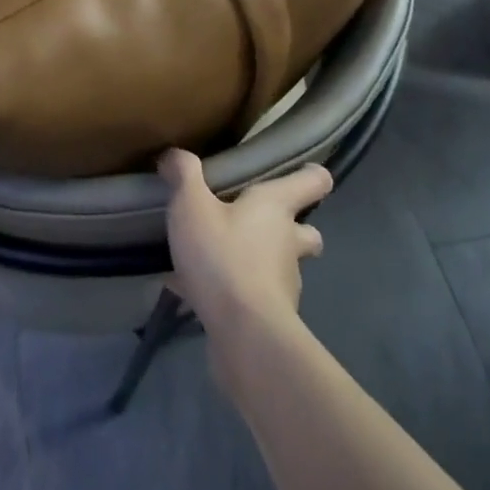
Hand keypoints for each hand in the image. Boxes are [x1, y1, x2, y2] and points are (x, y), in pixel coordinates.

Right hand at [161, 148, 331, 342]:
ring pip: (279, 266)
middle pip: (307, 232)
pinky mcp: (270, 317)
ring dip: (256, 262)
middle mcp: (289, 242)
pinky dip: (230, 292)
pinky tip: (192, 292)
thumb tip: (175, 154)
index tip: (301, 172)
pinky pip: (249, 296)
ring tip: (215, 259)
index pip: (314, 181)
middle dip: (289, 228)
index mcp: (277, 207)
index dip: (311, 174)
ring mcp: (284, 282)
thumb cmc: (223, 257)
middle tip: (253, 223)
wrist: (244, 334)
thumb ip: (184, 175)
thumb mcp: (192, 206)